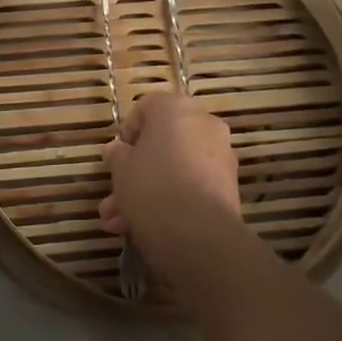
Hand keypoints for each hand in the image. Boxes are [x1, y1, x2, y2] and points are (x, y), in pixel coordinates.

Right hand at [99, 91, 239, 273]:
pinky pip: (190, 184)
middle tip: (113, 195)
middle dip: (134, 171)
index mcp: (176, 108)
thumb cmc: (152, 186)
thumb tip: (116, 150)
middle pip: (161, 142)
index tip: (116, 156)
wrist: (198, 233)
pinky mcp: (227, 186)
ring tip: (118, 222)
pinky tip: (142, 227)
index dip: (127, 132)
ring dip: (146, 191)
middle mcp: (203, 124)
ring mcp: (219, 156)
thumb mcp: (121, 169)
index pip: (146, 107)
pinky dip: (170, 199)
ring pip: (173, 167)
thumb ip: (117, 155)